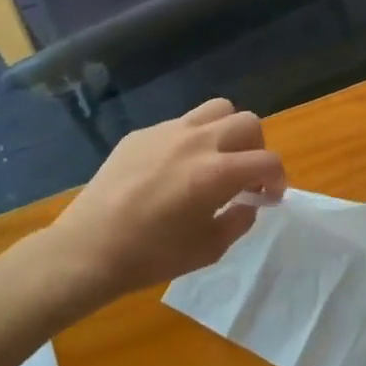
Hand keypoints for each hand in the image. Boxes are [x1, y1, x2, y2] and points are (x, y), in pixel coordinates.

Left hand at [47, 99, 285, 302]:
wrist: (88, 249)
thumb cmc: (151, 256)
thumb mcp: (208, 249)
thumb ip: (239, 221)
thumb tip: (249, 203)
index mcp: (218, 172)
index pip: (268, 161)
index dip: (278, 179)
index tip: (270, 196)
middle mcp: (198, 142)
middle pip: (248, 122)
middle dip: (257, 147)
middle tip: (246, 174)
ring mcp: (167, 131)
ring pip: (216, 109)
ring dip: (227, 131)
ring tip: (217, 157)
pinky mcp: (141, 133)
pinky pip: (180, 124)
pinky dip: (191, 140)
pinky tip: (174, 168)